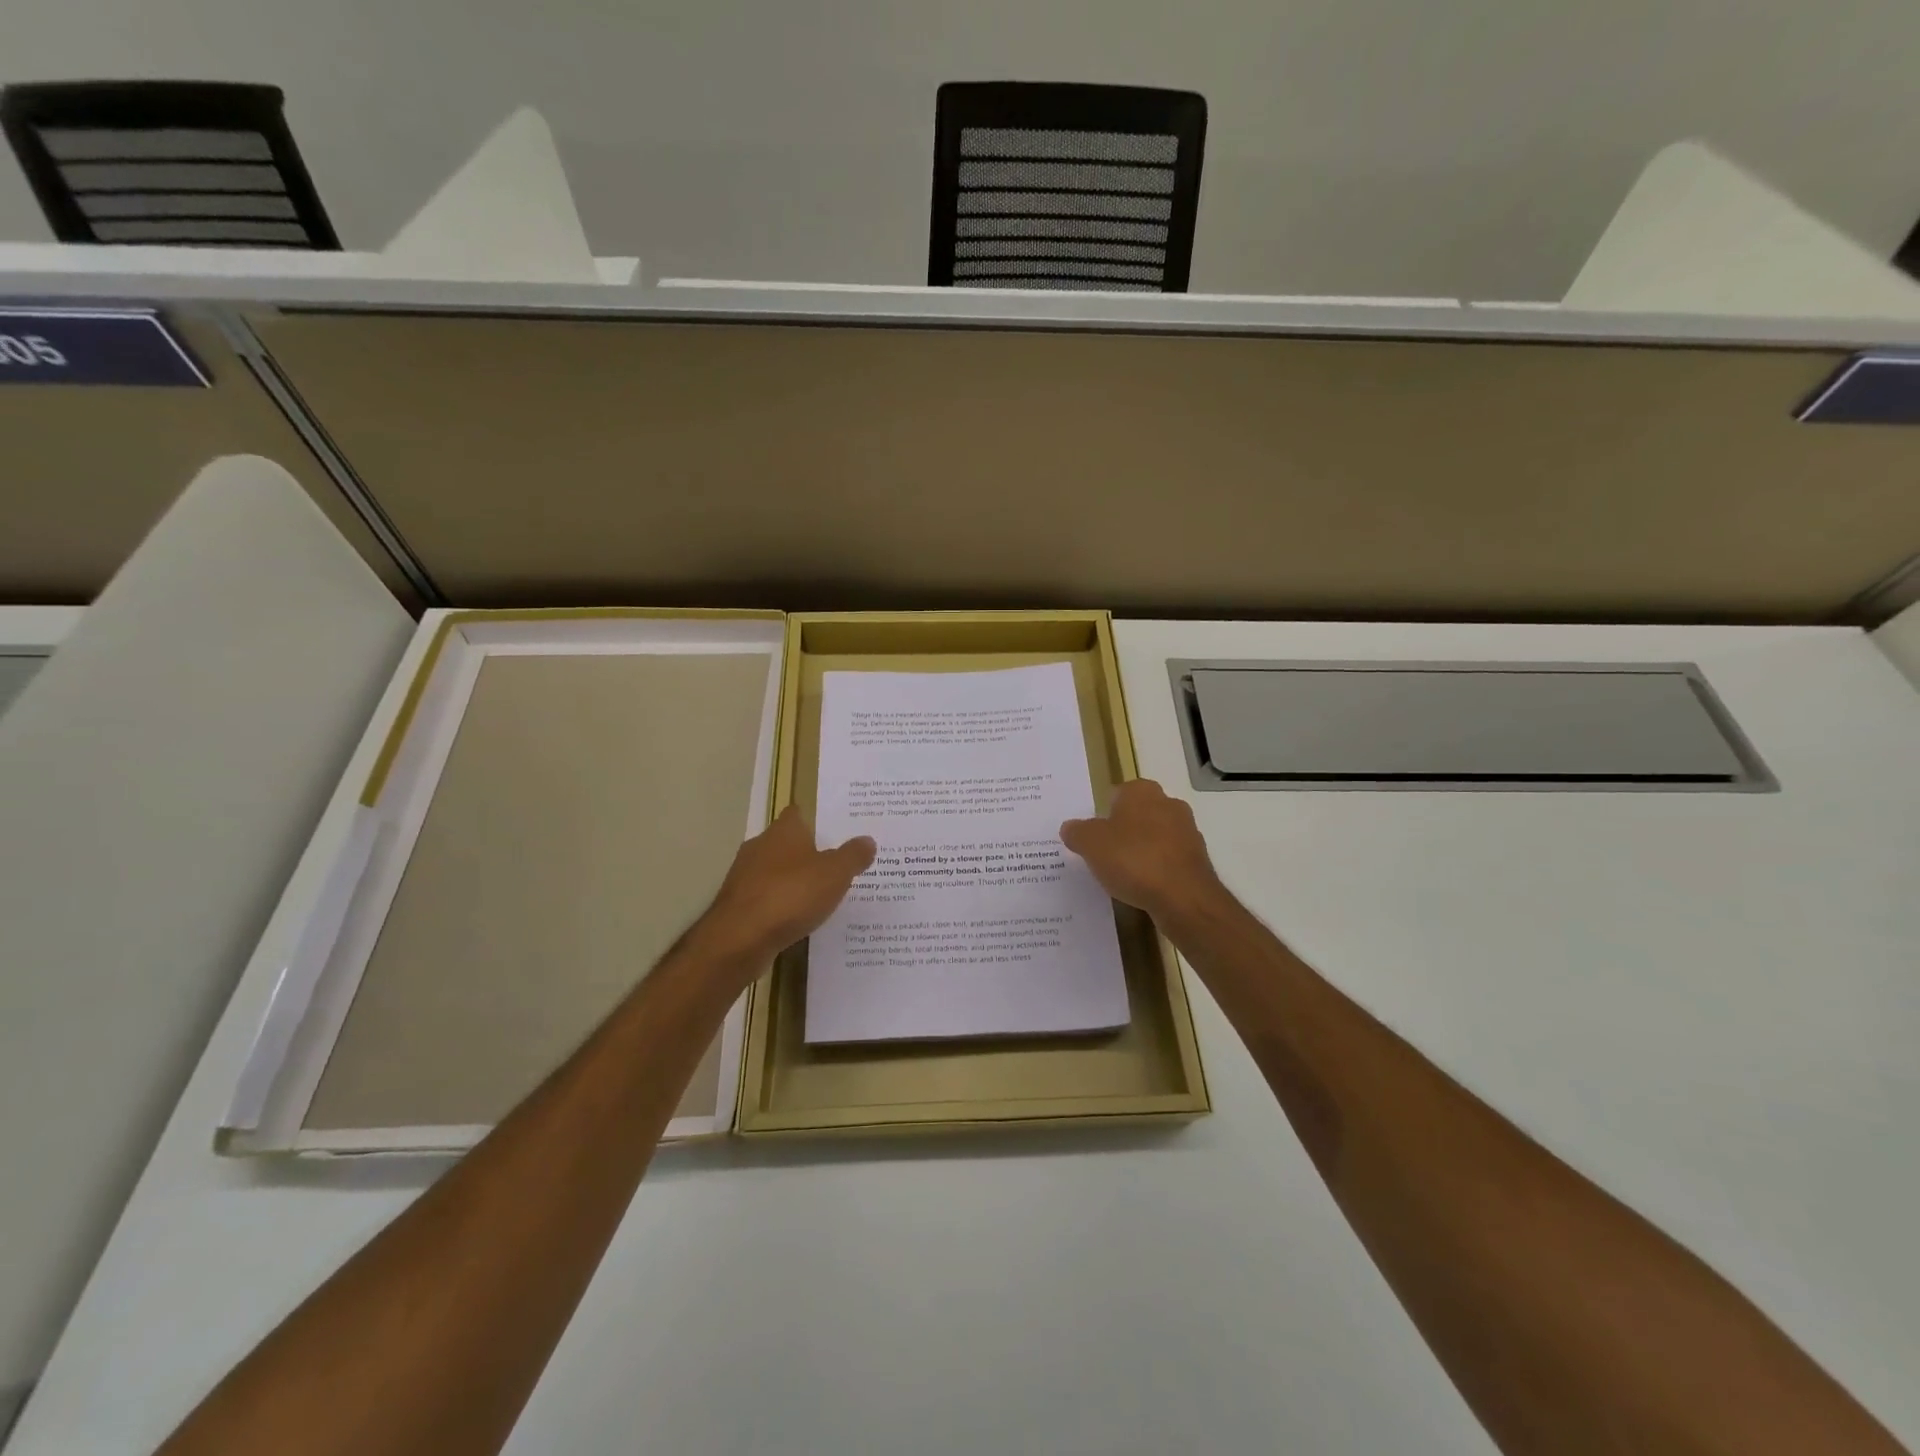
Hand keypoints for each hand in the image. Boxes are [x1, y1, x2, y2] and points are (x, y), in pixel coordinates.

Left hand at [685, 806, 874, 972]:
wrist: (740, 938)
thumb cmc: (791, 895)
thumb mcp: (835, 873)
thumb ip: (853, 856)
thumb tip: (867, 840)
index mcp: (784, 831)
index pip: (798, 814)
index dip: (815, 821)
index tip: (834, 832)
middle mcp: (760, 846)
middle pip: (785, 843)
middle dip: (806, 853)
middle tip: (834, 865)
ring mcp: (744, 876)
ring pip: (773, 871)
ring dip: (791, 881)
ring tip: (819, 895)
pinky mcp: (737, 905)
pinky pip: (765, 898)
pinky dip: (779, 905)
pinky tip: (796, 919)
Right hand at [1061, 778, 1226, 929]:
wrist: (1183, 897)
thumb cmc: (1133, 859)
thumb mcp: (1090, 844)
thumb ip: (1077, 832)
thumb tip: (1070, 827)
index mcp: (1141, 791)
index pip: (1116, 794)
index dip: (1101, 814)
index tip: (1091, 836)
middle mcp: (1168, 803)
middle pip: (1136, 815)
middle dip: (1122, 831)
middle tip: (1102, 854)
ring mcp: (1187, 831)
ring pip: (1154, 837)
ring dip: (1140, 851)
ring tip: (1121, 875)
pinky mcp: (1197, 859)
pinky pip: (1167, 860)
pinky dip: (1156, 869)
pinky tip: (1143, 887)